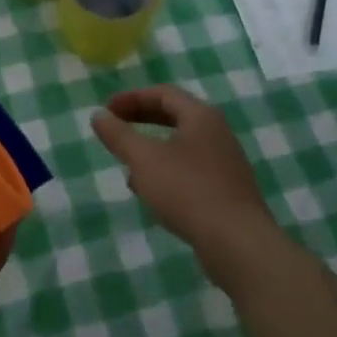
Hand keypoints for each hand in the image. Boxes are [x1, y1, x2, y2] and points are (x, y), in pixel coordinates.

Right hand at [91, 86, 281, 285]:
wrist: (238, 243)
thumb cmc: (187, 191)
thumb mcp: (144, 160)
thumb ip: (119, 135)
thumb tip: (98, 115)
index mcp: (201, 116)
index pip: (163, 93)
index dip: (131, 98)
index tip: (106, 111)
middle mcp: (217, 133)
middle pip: (174, 116)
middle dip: (141, 120)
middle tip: (115, 129)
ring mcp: (225, 163)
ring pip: (181, 145)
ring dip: (152, 150)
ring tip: (128, 167)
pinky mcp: (226, 190)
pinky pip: (190, 170)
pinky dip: (167, 172)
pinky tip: (152, 194)